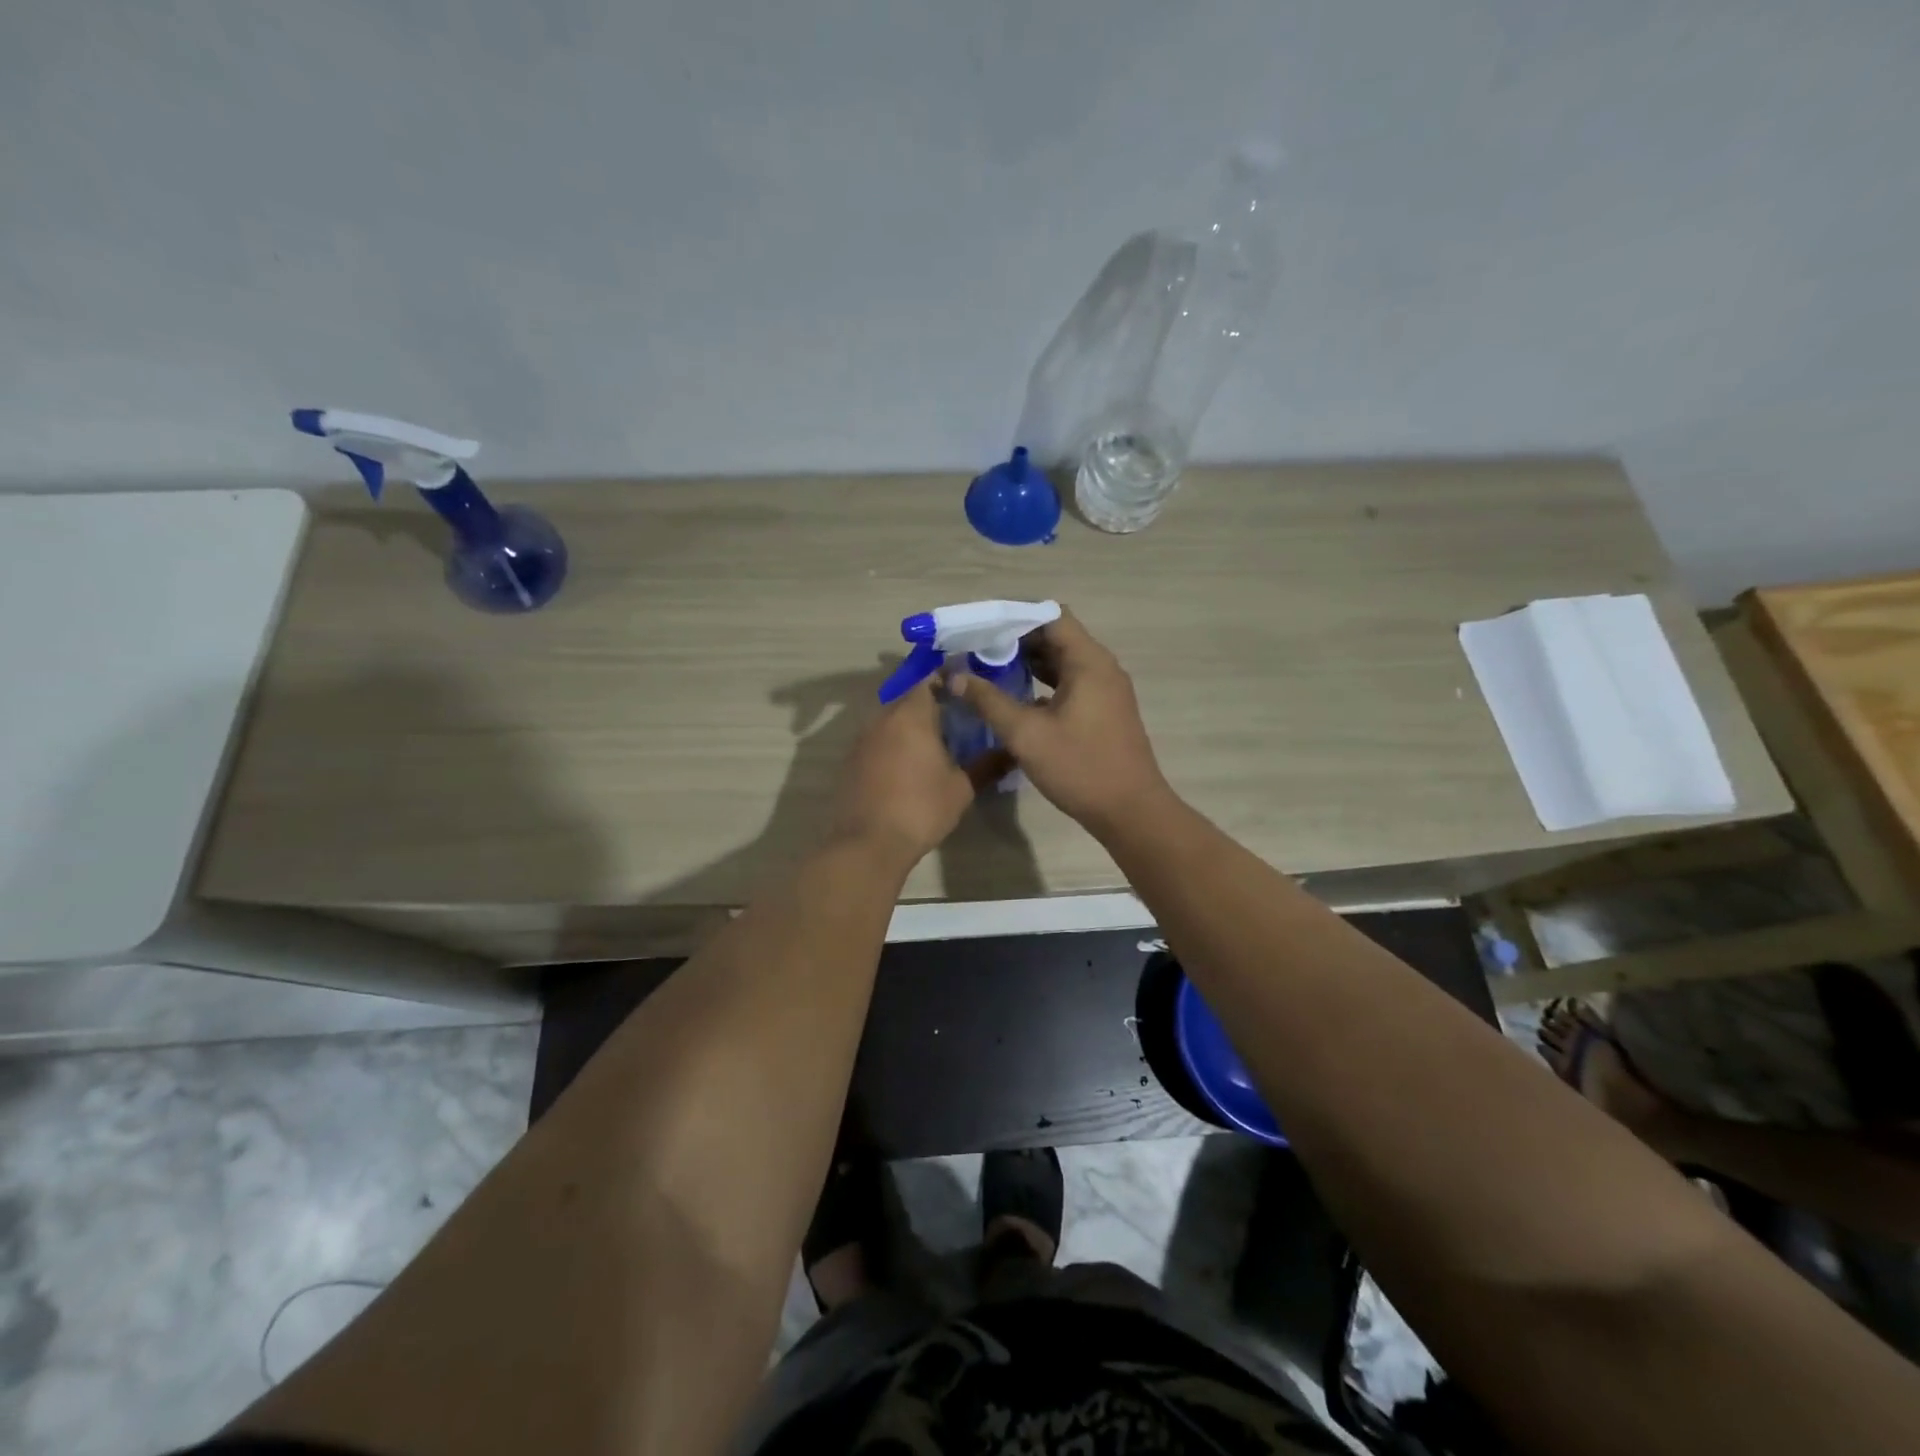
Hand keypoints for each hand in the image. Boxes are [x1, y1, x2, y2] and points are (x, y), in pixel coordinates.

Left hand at [829, 680, 1008, 867]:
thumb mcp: (961, 789)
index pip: (928, 680)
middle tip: (956, 720)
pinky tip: (907, 766)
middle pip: (908, 700)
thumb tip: (1013, 751)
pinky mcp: (851, 761)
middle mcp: (882, 719)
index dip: (947, 680)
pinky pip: (877, 741)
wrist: (868, 844)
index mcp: (911, 716)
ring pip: (890, 721)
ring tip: (934, 745)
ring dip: (910, 727)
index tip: (966, 691)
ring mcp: (862, 740)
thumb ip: (987, 765)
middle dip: (930, 705)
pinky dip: (893, 745)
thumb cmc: (921, 809)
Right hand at [950, 609, 1171, 835]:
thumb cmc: (1080, 767)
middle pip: (1056, 636)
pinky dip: (1044, 683)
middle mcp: (1102, 668)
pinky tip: (1016, 698)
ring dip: (1029, 663)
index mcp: (1089, 662)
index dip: (1015, 617)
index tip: (982, 628)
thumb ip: (988, 701)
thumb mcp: (1026, 734)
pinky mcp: (1104, 711)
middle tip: (977, 650)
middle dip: (1016, 640)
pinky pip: (1071, 683)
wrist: (1130, 812)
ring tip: (989, 671)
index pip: (1050, 616)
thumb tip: (954, 676)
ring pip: (1063, 662)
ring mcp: (1106, 690)